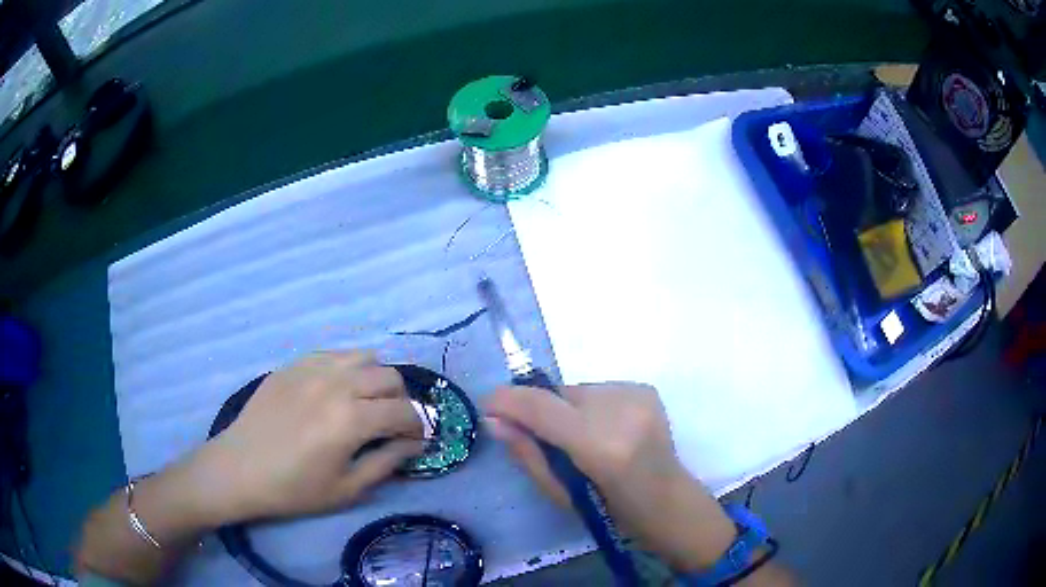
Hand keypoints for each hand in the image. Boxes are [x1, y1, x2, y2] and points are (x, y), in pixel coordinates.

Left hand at [178, 351, 424, 524]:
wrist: (240, 469)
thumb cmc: (294, 489)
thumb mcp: (347, 488)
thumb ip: (386, 462)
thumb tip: (413, 445)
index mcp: (352, 418)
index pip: (404, 412)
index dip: (418, 428)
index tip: (415, 442)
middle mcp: (337, 383)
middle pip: (389, 377)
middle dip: (400, 401)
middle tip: (391, 425)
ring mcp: (312, 368)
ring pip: (364, 356)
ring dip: (376, 379)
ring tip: (367, 402)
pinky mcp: (293, 364)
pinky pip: (334, 354)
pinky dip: (348, 368)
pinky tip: (338, 390)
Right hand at [486, 383, 735, 571]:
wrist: (668, 500)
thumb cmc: (611, 510)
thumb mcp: (561, 493)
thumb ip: (527, 453)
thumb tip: (493, 421)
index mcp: (601, 446)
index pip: (542, 408)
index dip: (508, 401)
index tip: (487, 405)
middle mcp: (622, 411)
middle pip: (558, 394)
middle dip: (540, 410)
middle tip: (542, 438)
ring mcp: (638, 395)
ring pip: (577, 391)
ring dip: (567, 410)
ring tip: (580, 438)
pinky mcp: (646, 389)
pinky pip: (599, 390)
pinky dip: (590, 407)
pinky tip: (604, 430)